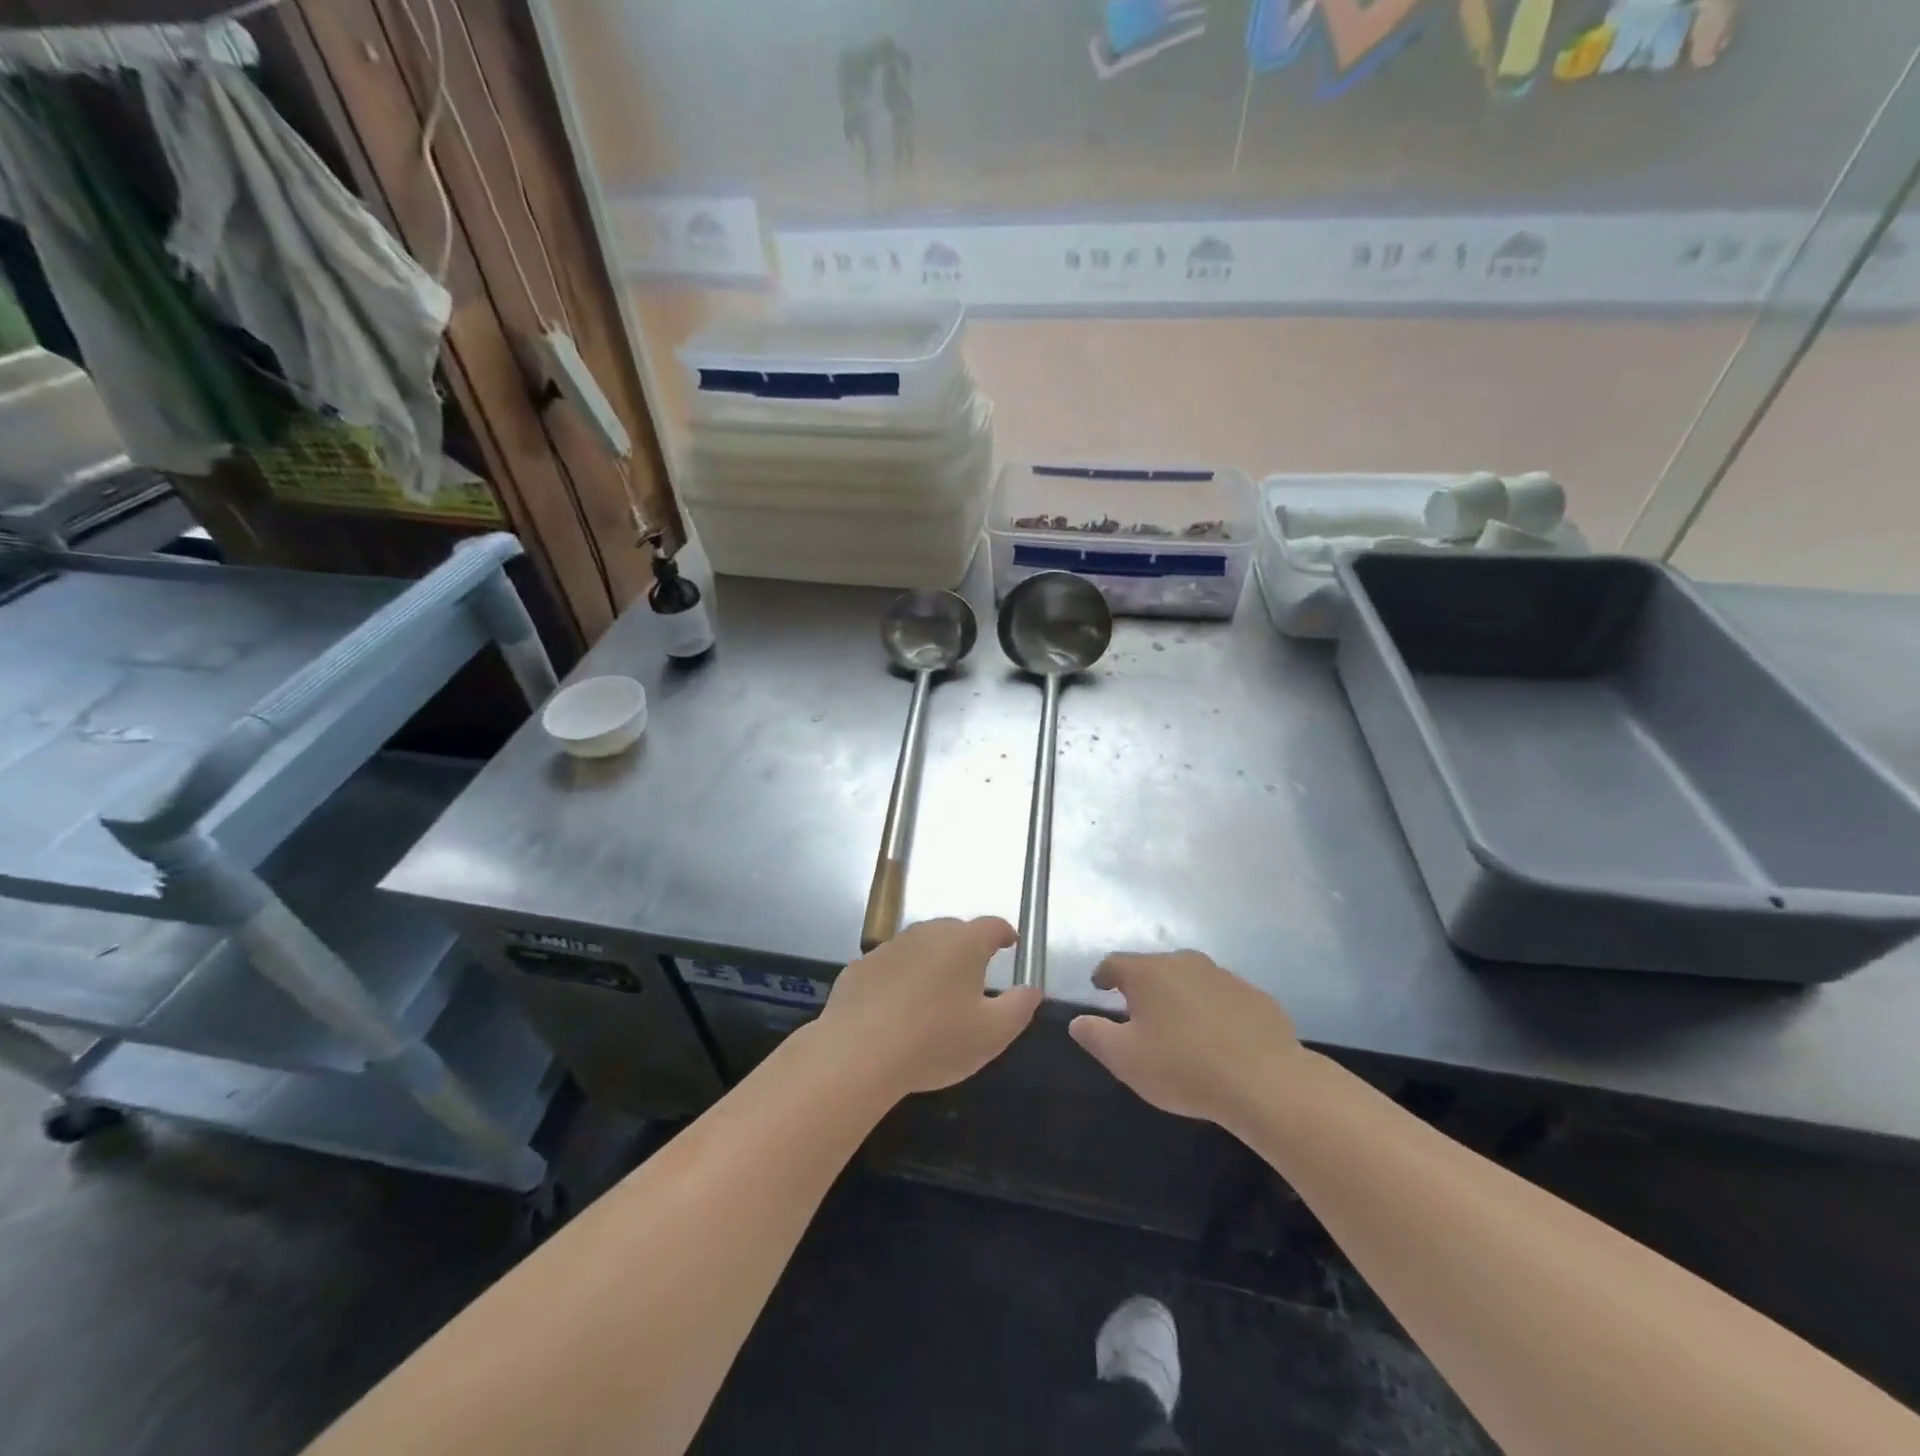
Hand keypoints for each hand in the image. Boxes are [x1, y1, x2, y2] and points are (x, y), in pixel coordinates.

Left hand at [814, 917, 1041, 1100]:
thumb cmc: (935, 1041)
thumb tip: (1032, 989)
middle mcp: (925, 934)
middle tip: (975, 973)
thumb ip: (1020, 1007)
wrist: (857, 1054)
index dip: (1004, 933)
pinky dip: (899, 978)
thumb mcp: (993, 1033)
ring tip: (936, 991)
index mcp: (963, 944)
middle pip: (954, 930)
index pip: (991, 926)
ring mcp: (888, 948)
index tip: (1010, 943)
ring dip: (932, 960)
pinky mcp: (860, 968)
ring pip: (919, 945)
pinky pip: (889, 966)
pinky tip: (896, 1007)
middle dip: (968, 946)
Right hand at [1068, 951, 1304, 1125]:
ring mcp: (1224, 976)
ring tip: (1180, 1030)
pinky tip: (1219, 1041)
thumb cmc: (1184, 1067)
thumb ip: (1095, 1036)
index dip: (1103, 976)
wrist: (1267, 1082)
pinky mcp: (1255, 996)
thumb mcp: (1126, 1059)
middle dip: (1143, 988)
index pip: (1114, 963)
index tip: (1099, 988)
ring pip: (1190, 981)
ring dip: (1180, 998)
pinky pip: (1223, 998)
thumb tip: (1078, 1021)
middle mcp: (1184, 963)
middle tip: (1139, 1016)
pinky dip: (1213, 1012)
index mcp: (1148, 972)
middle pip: (1154, 969)